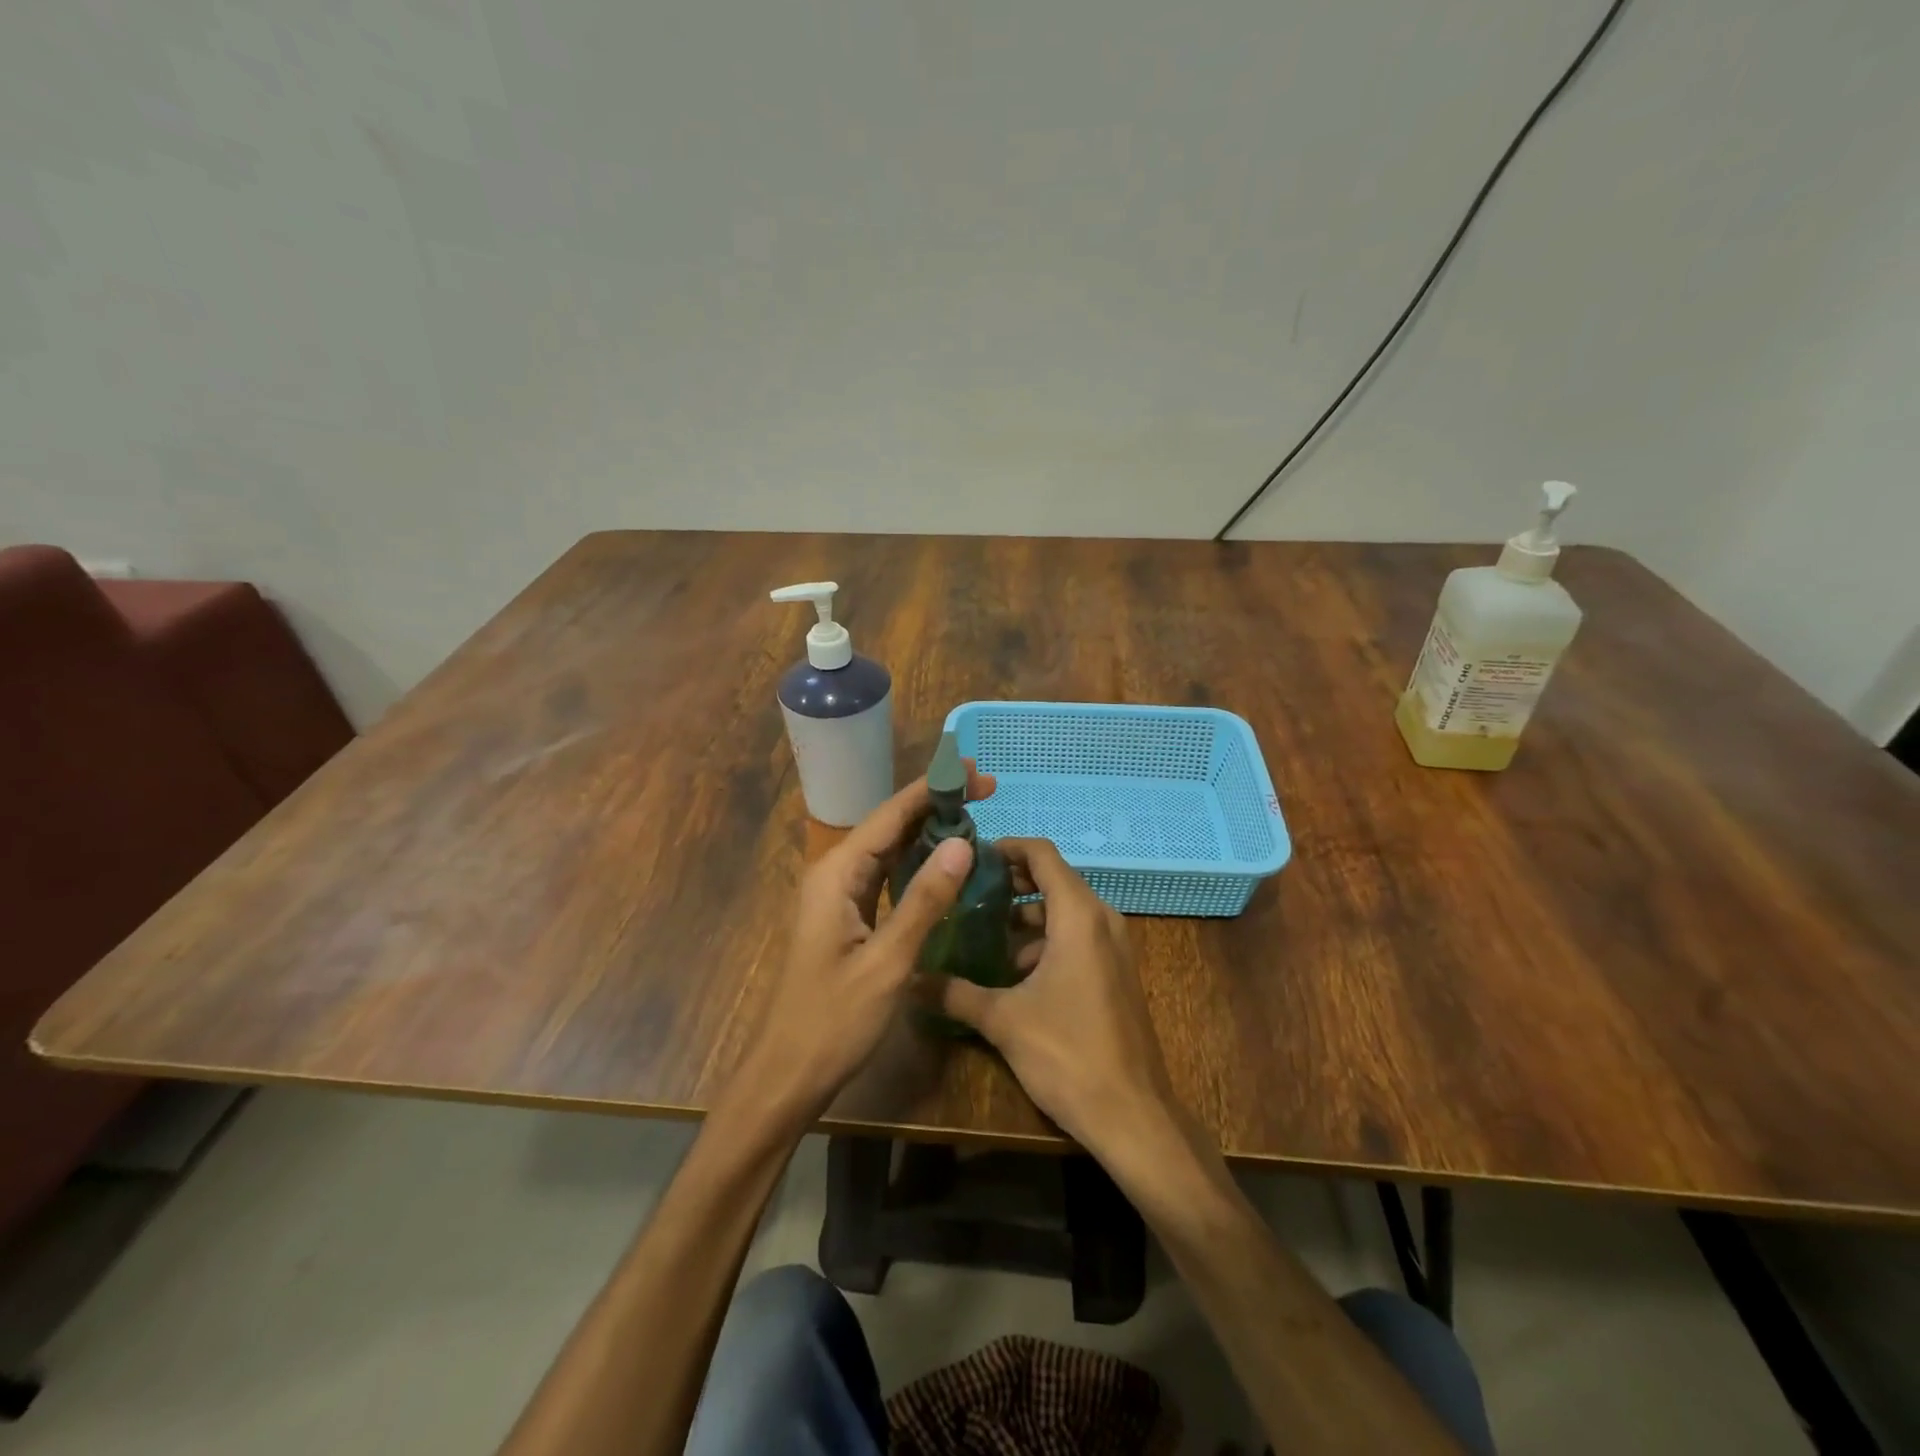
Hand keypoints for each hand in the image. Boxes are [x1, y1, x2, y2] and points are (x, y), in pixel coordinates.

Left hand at [727, 763, 995, 1124]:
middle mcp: (836, 874)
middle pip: (890, 825)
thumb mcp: (887, 962)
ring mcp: (840, 896)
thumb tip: (962, 844)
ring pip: (889, 849)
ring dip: (929, 831)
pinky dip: (918, 863)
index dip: (933, 789)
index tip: (975, 771)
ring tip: (975, 816)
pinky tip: (946, 863)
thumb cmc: (833, 1020)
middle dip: (936, 805)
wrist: (788, 1074)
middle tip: (986, 790)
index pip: (891, 815)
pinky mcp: (849, 918)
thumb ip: (924, 900)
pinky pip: (887, 876)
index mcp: (837, 874)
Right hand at [933, 838, 1181, 1161]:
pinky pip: (1077, 937)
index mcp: (1078, 915)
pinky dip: (1045, 940)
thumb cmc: (1068, 1054)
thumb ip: (955, 993)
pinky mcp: (1116, 972)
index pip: (1042, 854)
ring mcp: (1114, 946)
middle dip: (1010, 882)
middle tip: (966, 894)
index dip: (1007, 848)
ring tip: (980, 933)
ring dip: (1025, 916)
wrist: (1133, 1115)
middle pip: (1053, 879)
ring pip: (1064, 911)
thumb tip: (910, 979)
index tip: (972, 858)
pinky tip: (1011, 972)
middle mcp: (1101, 919)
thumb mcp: (1003, 1020)